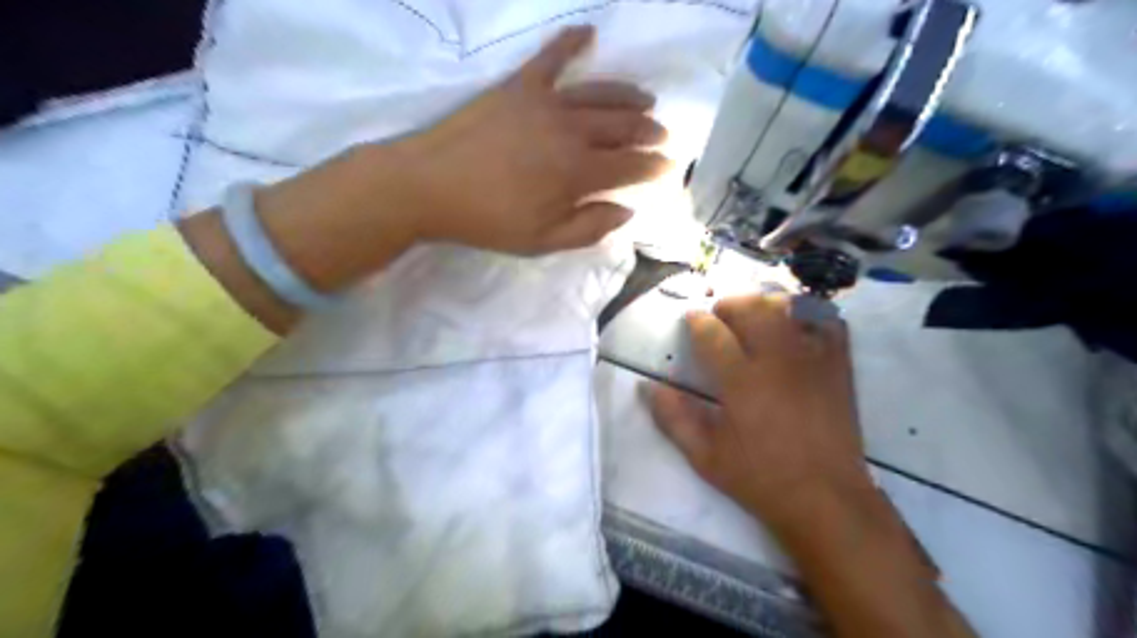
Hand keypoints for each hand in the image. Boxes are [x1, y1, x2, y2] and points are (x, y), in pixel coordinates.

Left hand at [381, 24, 668, 254]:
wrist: (429, 185)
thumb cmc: (488, 220)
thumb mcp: (542, 241)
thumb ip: (590, 227)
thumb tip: (627, 211)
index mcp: (578, 173)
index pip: (630, 166)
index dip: (653, 167)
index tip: (668, 167)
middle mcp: (571, 131)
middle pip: (622, 126)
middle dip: (648, 131)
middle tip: (661, 135)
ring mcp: (545, 102)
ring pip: (600, 93)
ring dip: (628, 97)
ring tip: (646, 100)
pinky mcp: (518, 85)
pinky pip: (551, 57)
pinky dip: (571, 42)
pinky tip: (589, 33)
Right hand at [649, 294, 873, 533]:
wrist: (826, 499)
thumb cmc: (760, 479)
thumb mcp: (705, 456)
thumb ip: (673, 418)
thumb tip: (647, 387)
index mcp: (741, 381)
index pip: (712, 332)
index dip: (696, 320)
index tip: (690, 320)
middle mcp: (777, 360)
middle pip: (751, 307)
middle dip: (729, 304)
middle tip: (720, 318)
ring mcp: (813, 359)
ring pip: (788, 307)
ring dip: (765, 303)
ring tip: (754, 316)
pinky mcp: (839, 366)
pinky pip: (827, 322)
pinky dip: (809, 315)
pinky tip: (795, 326)